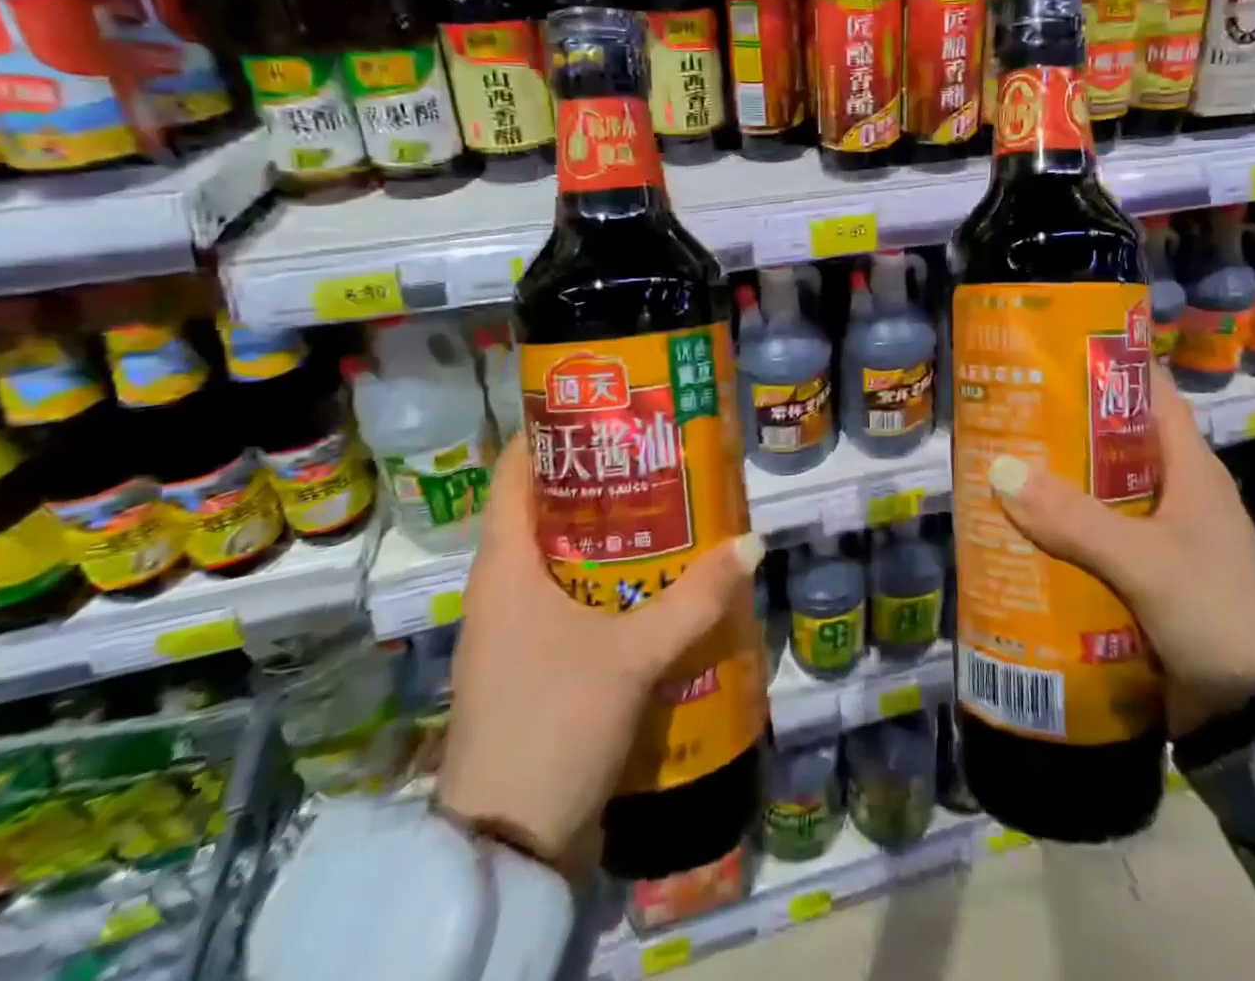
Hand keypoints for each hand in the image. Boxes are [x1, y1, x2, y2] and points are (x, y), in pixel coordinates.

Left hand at [437, 434, 763, 878]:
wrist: (507, 845)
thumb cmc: (555, 721)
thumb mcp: (634, 655)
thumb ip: (696, 598)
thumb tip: (753, 541)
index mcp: (504, 566)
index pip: (514, 474)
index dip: (551, 434)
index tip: (604, 409)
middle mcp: (502, 588)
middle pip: (546, 511)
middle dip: (599, 481)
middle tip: (656, 453)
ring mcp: (514, 629)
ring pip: (560, 558)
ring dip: (608, 534)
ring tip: (666, 506)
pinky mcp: (532, 664)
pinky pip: (569, 600)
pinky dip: (606, 580)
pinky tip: (653, 581)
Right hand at [989, 364, 1254, 734]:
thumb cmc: (1216, 614)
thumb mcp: (1145, 561)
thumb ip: (1074, 519)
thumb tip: (1000, 472)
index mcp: (1190, 468)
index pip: (1151, 393)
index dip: (1108, 367)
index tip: (1053, 353)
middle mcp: (1177, 491)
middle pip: (1114, 441)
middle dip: (1064, 427)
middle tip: (1007, 412)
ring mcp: (1164, 536)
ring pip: (1101, 491)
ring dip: (1058, 483)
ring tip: (1000, 467)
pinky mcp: (1149, 576)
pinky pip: (1098, 537)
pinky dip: (1064, 530)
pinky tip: (1023, 531)